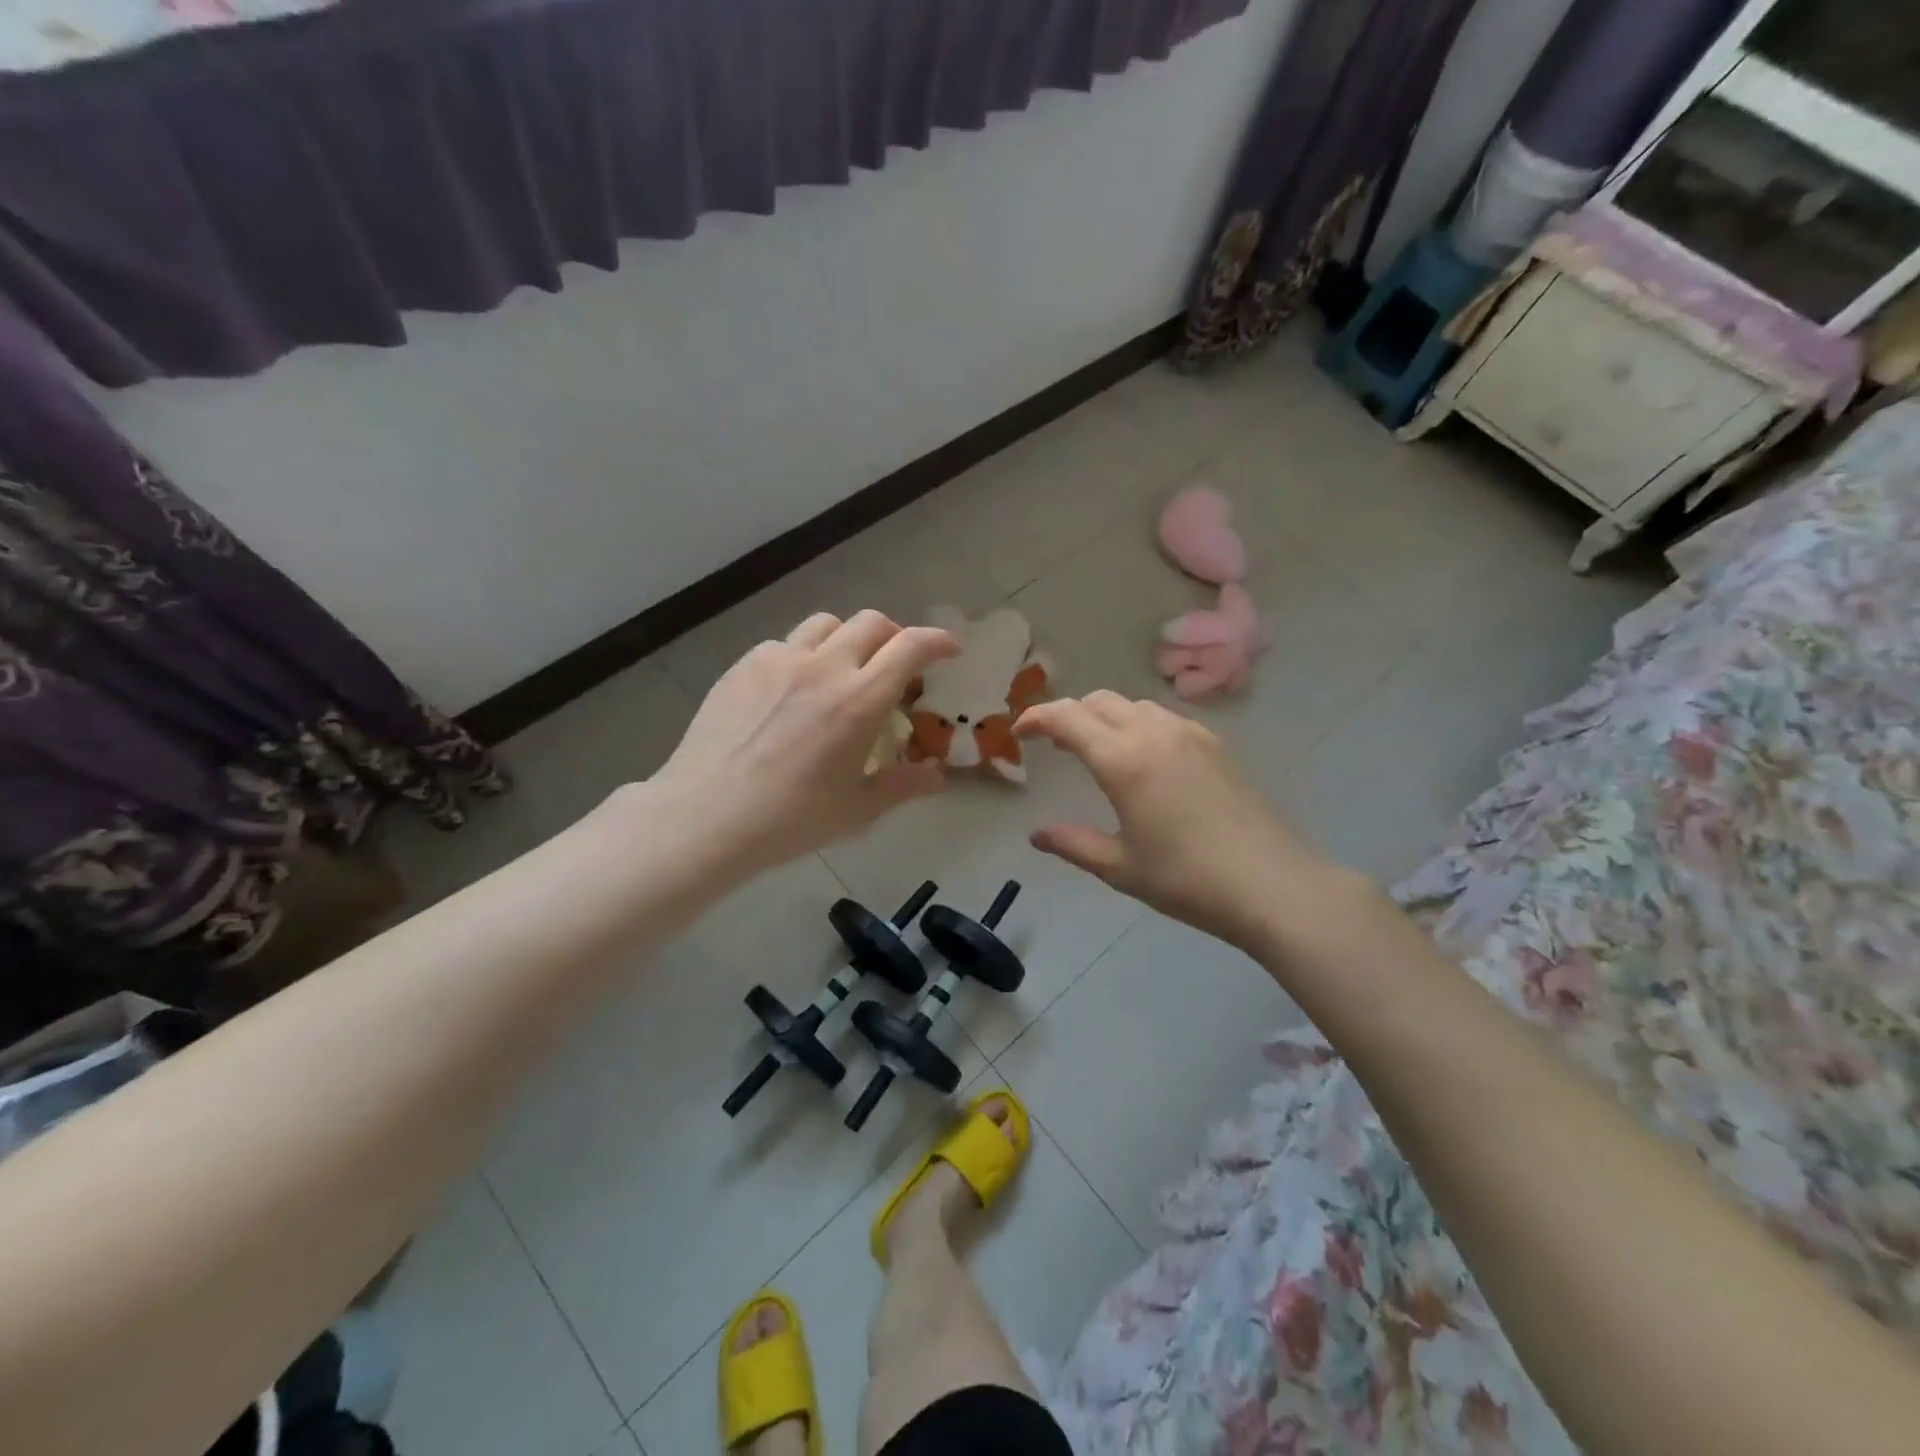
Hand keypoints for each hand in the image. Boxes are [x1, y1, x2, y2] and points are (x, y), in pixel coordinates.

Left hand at [647, 611, 958, 875]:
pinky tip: (793, 689)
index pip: (910, 647)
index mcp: (860, 700)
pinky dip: (803, 655)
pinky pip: (784, 644)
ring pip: (826, 624)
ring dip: (848, 638)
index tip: (950, 649)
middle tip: (897, 664)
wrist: (707, 816)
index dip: (937, 641)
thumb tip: (937, 777)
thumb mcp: (858, 809)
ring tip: (844, 668)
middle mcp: (824, 667)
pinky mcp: (744, 666)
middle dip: (895, 636)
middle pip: (872, 623)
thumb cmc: (791, 819)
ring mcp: (779, 661)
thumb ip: (904, 786)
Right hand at [1014, 692, 1329, 951]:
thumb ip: (1072, 843)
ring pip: (1133, 705)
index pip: (1066, 718)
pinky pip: (1164, 718)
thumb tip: (1037, 834)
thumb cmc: (1187, 879)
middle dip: (1068, 714)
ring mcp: (1189, 734)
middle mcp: (1153, 733)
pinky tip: (1144, 759)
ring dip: (1104, 717)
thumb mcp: (1120, 867)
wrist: (1271, 884)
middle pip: (1099, 701)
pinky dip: (1138, 724)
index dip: (1036, 718)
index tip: (1018, 733)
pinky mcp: (1215, 744)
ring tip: (1097, 749)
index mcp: (1123, 760)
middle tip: (1054, 744)